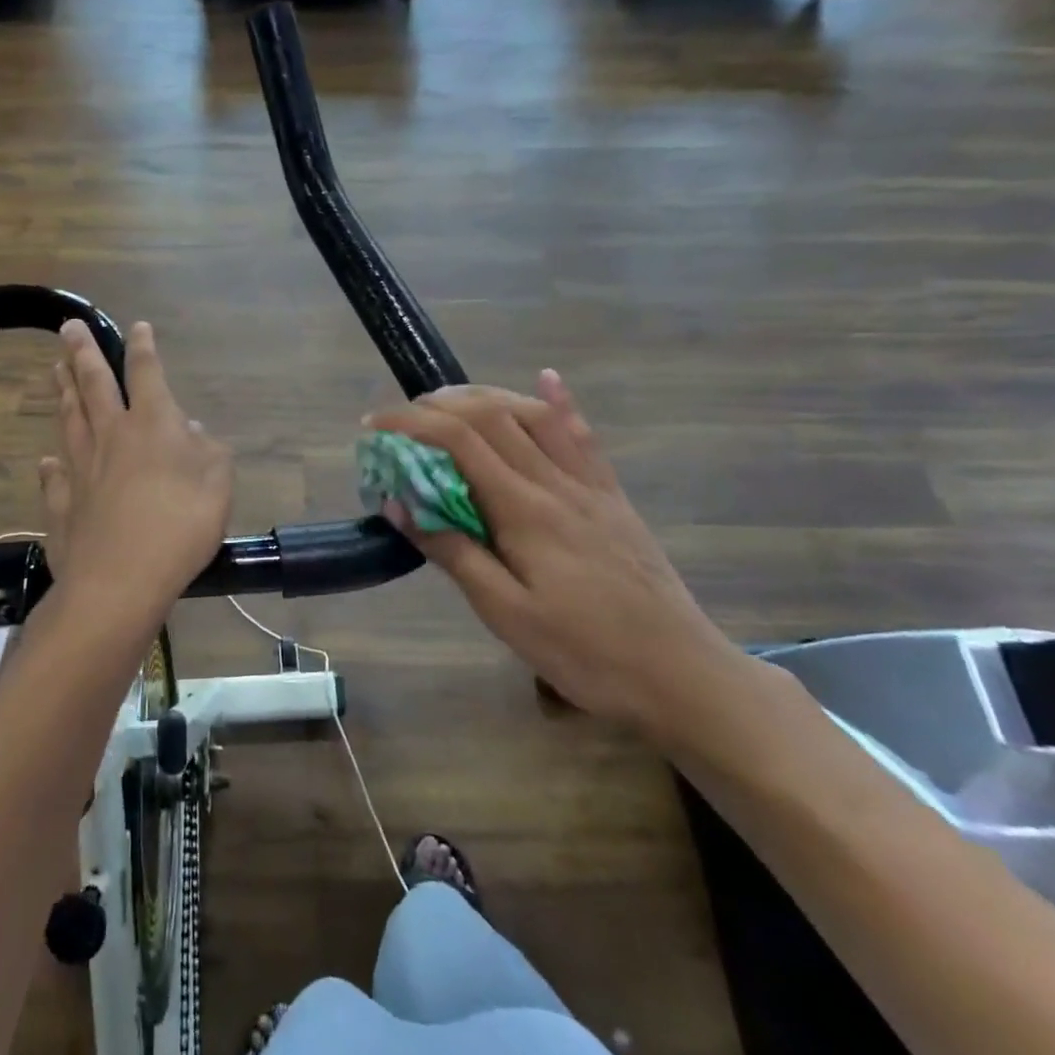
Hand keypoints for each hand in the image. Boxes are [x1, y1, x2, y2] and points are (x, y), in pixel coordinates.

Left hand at [38, 319, 232, 618]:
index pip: (145, 373)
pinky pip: (55, 478)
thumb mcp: (218, 484)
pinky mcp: (63, 505)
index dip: (143, 348)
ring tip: (54, 370)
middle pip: (93, 385)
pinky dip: (51, 467)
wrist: (120, 581)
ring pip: (69, 420)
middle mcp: (111, 436)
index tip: (137, 327)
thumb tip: (190, 428)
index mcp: (152, 425)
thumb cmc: (180, 526)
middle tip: (67, 328)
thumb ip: (207, 450)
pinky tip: (47, 461)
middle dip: (81, 353)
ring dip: (62, 392)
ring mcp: (81, 470)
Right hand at [367, 372, 744, 742]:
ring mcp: (590, 485)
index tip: (372, 424)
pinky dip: (559, 402)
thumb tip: (397, 503)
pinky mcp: (612, 496)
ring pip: (534, 415)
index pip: (458, 440)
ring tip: (448, 401)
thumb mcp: (506, 615)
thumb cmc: (585, 652)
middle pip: (492, 415)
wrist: (682, 675)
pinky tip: (547, 379)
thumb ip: (453, 553)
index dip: (409, 422)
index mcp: (525, 509)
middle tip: (401, 417)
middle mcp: (555, 482)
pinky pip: (583, 436)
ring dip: (486, 396)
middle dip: (438, 404)